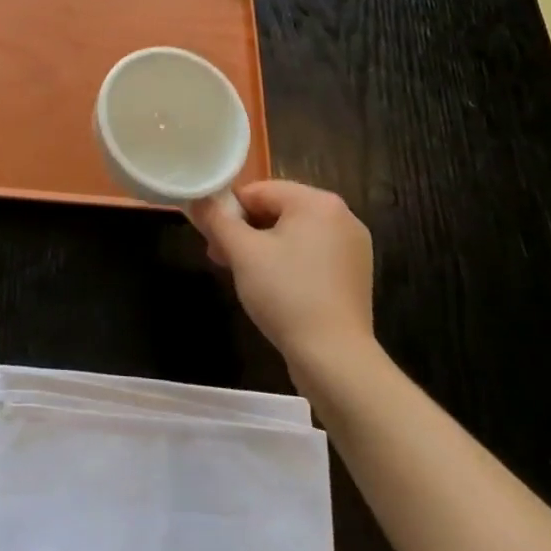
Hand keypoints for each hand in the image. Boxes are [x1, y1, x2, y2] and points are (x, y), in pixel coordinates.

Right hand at [189, 179, 376, 371]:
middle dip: (245, 232)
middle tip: (221, 258)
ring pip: (293, 234)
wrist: (335, 360)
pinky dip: (288, 263)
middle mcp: (341, 216)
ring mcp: (352, 247)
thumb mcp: (242, 252)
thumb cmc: (286, 294)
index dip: (229, 211)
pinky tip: (273, 289)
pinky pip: (311, 255)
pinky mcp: (354, 274)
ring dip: (262, 248)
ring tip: (242, 276)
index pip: (259, 191)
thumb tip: (196, 200)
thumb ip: (216, 219)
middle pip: (277, 210)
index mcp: (317, 202)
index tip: (211, 239)